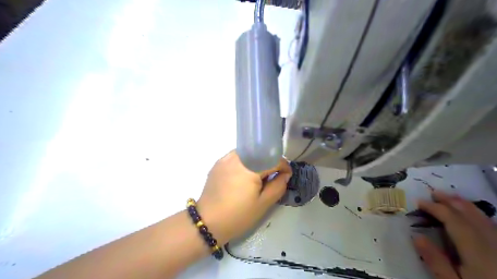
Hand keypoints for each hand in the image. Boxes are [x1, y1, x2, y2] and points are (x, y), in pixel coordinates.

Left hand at [197, 151, 291, 244]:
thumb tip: (285, 174)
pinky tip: (243, 176)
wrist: (207, 222)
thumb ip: (278, 186)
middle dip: (270, 163)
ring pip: (248, 153)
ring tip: (258, 177)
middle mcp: (237, 157)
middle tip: (272, 177)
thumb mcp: (263, 204)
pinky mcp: (218, 163)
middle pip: (260, 153)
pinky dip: (245, 162)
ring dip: (257, 161)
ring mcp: (225, 159)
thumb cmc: (238, 215)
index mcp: (250, 167)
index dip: (284, 166)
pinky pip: (236, 157)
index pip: (273, 159)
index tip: (287, 175)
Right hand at [412, 191, 496, 278]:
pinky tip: (474, 215)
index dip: (436, 208)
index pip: (454, 221)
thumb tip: (417, 237)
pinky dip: (480, 216)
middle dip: (452, 202)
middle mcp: (493, 244)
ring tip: (451, 198)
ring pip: (485, 219)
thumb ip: (436, 261)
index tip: (419, 202)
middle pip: (471, 216)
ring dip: (466, 206)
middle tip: (434, 192)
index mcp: (477, 251)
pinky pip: (494, 226)